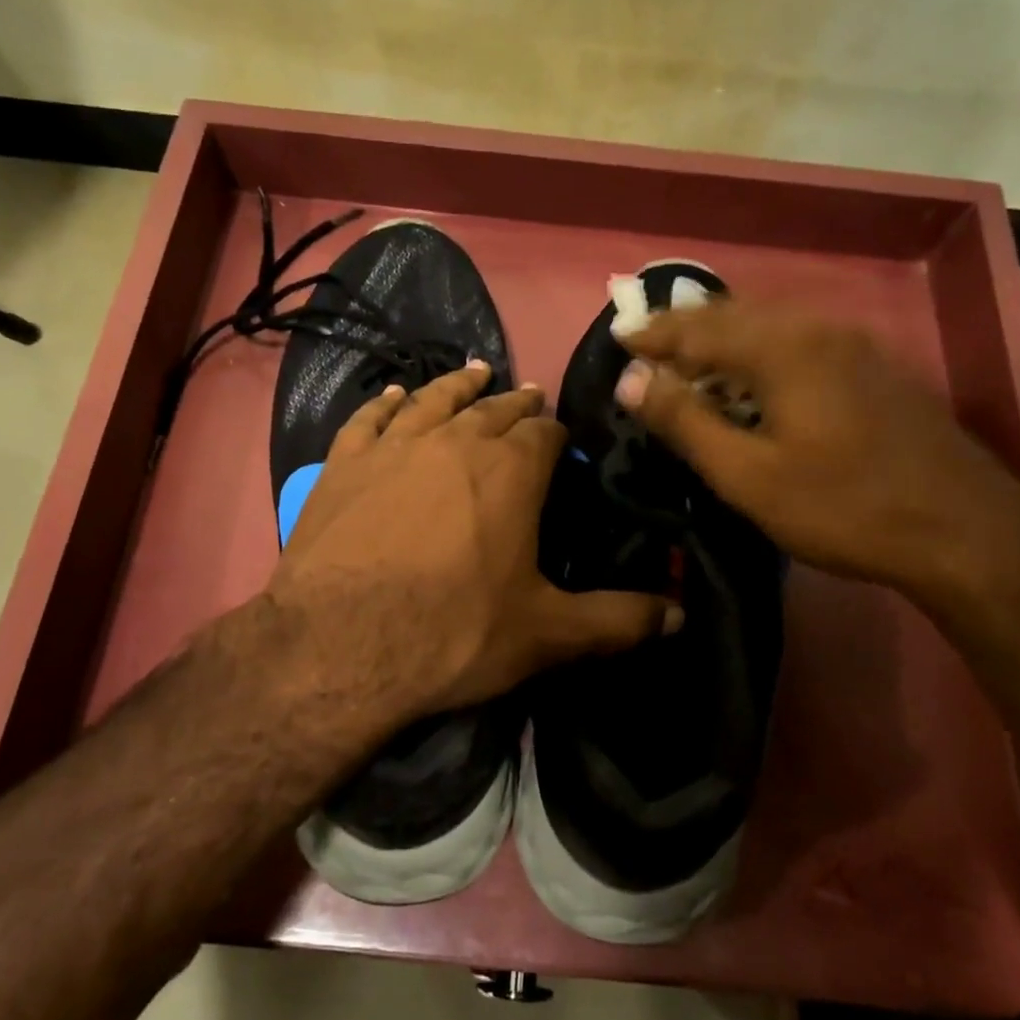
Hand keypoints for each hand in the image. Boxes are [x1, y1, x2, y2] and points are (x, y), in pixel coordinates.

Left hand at [268, 361, 678, 720]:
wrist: (339, 646)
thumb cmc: (452, 634)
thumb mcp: (546, 635)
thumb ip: (617, 621)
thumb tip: (680, 615)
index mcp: (511, 472)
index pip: (544, 434)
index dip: (555, 433)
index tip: (559, 439)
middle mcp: (455, 441)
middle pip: (493, 410)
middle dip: (515, 404)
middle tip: (526, 396)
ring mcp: (393, 447)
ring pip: (433, 401)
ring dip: (458, 387)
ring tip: (475, 373)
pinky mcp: (343, 464)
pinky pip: (368, 419)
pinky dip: (384, 403)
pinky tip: (393, 395)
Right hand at [615, 301, 1019, 589]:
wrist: (964, 530)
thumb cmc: (842, 506)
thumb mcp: (748, 475)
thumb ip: (686, 422)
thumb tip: (630, 379)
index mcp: (782, 349)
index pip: (699, 328)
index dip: (654, 333)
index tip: (618, 336)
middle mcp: (818, 331)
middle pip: (736, 315)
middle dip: (686, 326)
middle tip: (647, 344)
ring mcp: (854, 347)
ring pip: (771, 326)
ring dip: (723, 338)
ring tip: (689, 360)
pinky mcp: (875, 369)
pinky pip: (798, 342)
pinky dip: (758, 351)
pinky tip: (752, 380)